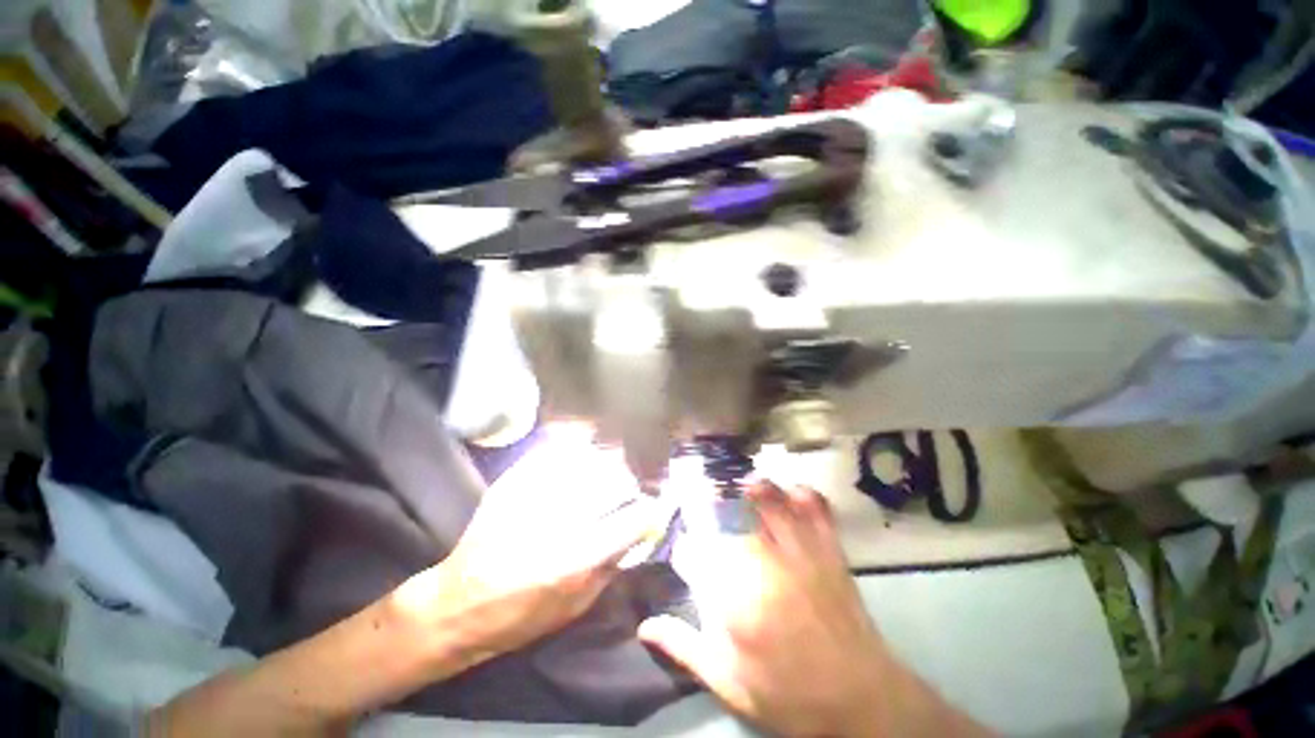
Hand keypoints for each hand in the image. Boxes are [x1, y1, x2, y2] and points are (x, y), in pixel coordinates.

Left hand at [392, 425, 660, 666]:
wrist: (457, 605)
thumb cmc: (520, 617)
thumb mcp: (576, 607)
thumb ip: (612, 566)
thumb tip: (640, 531)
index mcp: (576, 559)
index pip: (633, 520)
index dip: (651, 511)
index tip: (656, 507)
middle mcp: (559, 522)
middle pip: (614, 482)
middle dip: (634, 479)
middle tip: (639, 479)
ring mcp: (534, 496)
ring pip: (589, 460)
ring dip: (611, 458)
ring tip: (619, 457)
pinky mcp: (513, 483)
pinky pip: (556, 453)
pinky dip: (578, 446)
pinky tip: (588, 444)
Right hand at [639, 482, 985, 737]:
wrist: (861, 701)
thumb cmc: (789, 695)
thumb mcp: (729, 684)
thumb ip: (685, 649)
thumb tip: (644, 626)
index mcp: (733, 600)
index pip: (693, 555)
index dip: (684, 551)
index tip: (684, 556)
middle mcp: (762, 566)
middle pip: (730, 516)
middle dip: (713, 504)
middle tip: (706, 503)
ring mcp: (799, 554)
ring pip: (771, 503)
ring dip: (754, 488)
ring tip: (741, 485)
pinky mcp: (829, 551)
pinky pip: (816, 510)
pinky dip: (803, 494)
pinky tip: (791, 492)